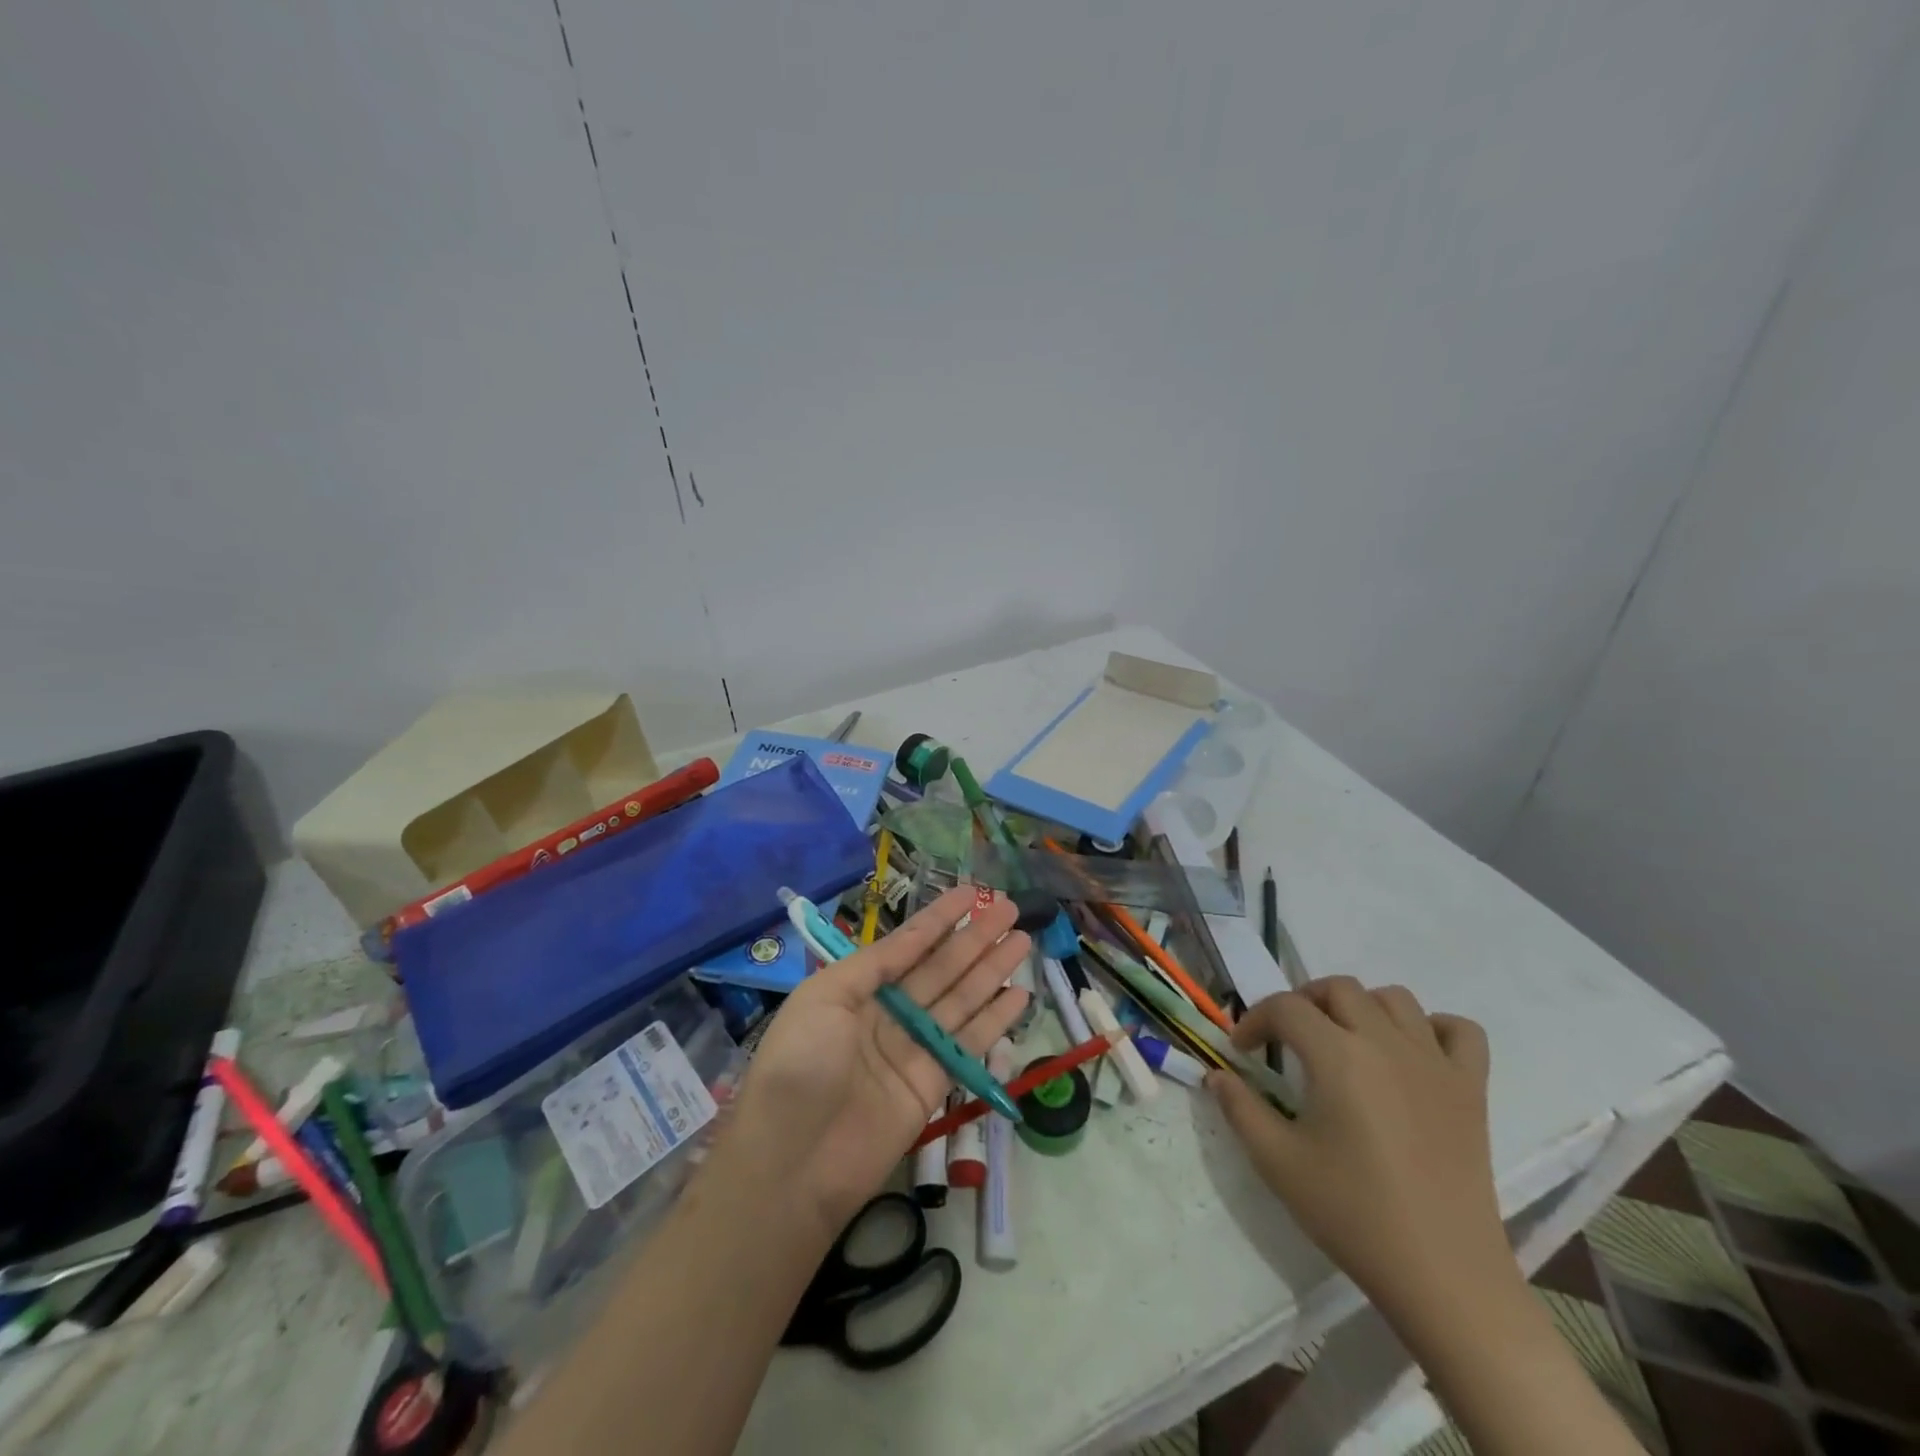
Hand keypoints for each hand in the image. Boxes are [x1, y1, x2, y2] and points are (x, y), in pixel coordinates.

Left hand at [722, 887, 1030, 1233]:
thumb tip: (909, 940)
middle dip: (974, 937)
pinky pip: (969, 1043)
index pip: (907, 945)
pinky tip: (1019, 994)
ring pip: (961, 999)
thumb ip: (872, 965)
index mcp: (856, 988)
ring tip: (1023, 940)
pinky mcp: (932, 1084)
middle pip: (940, 967)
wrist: (792, 1163)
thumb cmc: (800, 1065)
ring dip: (991, 969)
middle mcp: (888, 1013)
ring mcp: (912, 1048)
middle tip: (1010, 908)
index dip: (939, 918)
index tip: (972, 892)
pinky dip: (994, 1019)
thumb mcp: (824, 997)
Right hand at [1209, 977, 1510, 1326]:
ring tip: (1344, 1040)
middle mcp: (1386, 1043)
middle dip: (1303, 1002)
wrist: (1443, 1276)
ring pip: (1395, 998)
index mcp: (1338, 1056)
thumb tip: (1217, 1075)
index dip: (1254, 1020)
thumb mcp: (1277, 1162)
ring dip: (1361, 1006)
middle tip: (1287, 1039)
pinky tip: (1412, 1053)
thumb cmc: (1352, 1214)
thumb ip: (1240, 1108)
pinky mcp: (1471, 1089)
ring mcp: (1435, 1063)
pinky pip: (1460, 1031)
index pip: (1286, 1007)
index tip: (1242, 1050)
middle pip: (1338, 988)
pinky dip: (1433, 1028)